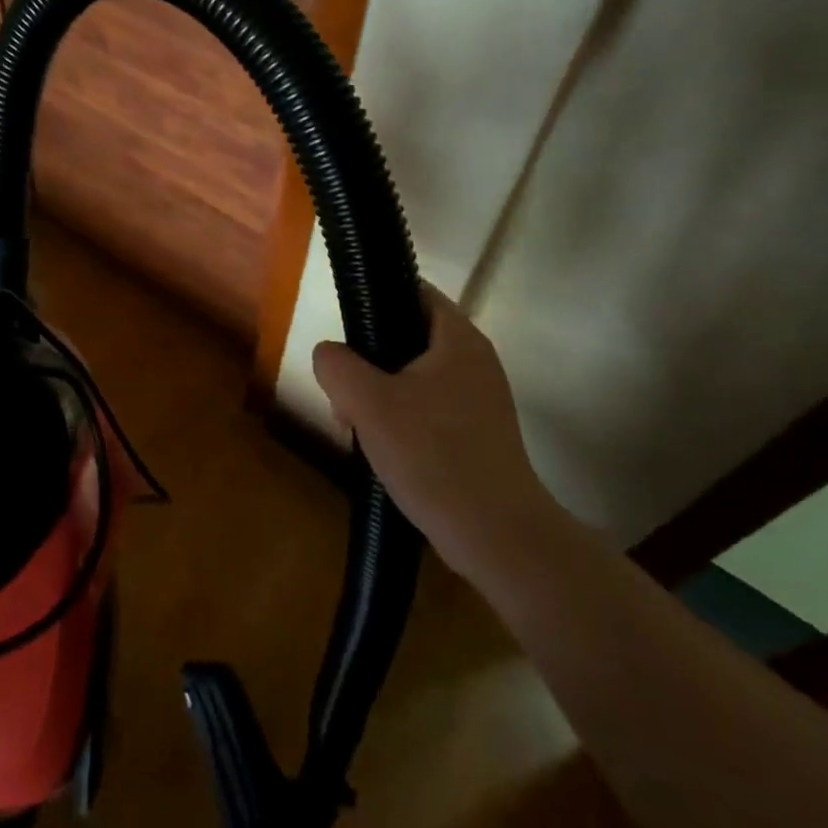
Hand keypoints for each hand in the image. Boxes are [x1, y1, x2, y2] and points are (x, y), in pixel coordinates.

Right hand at [313, 284, 556, 579]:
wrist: (497, 537)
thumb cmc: (433, 455)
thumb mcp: (368, 402)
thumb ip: (337, 365)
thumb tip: (330, 355)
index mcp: (458, 338)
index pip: (412, 291)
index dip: (374, 299)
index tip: (345, 332)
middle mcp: (475, 360)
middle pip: (406, 338)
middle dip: (367, 363)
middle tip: (344, 396)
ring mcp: (479, 400)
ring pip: (412, 378)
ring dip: (378, 397)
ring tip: (356, 430)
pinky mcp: (477, 434)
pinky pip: (427, 409)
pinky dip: (400, 421)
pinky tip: (382, 452)